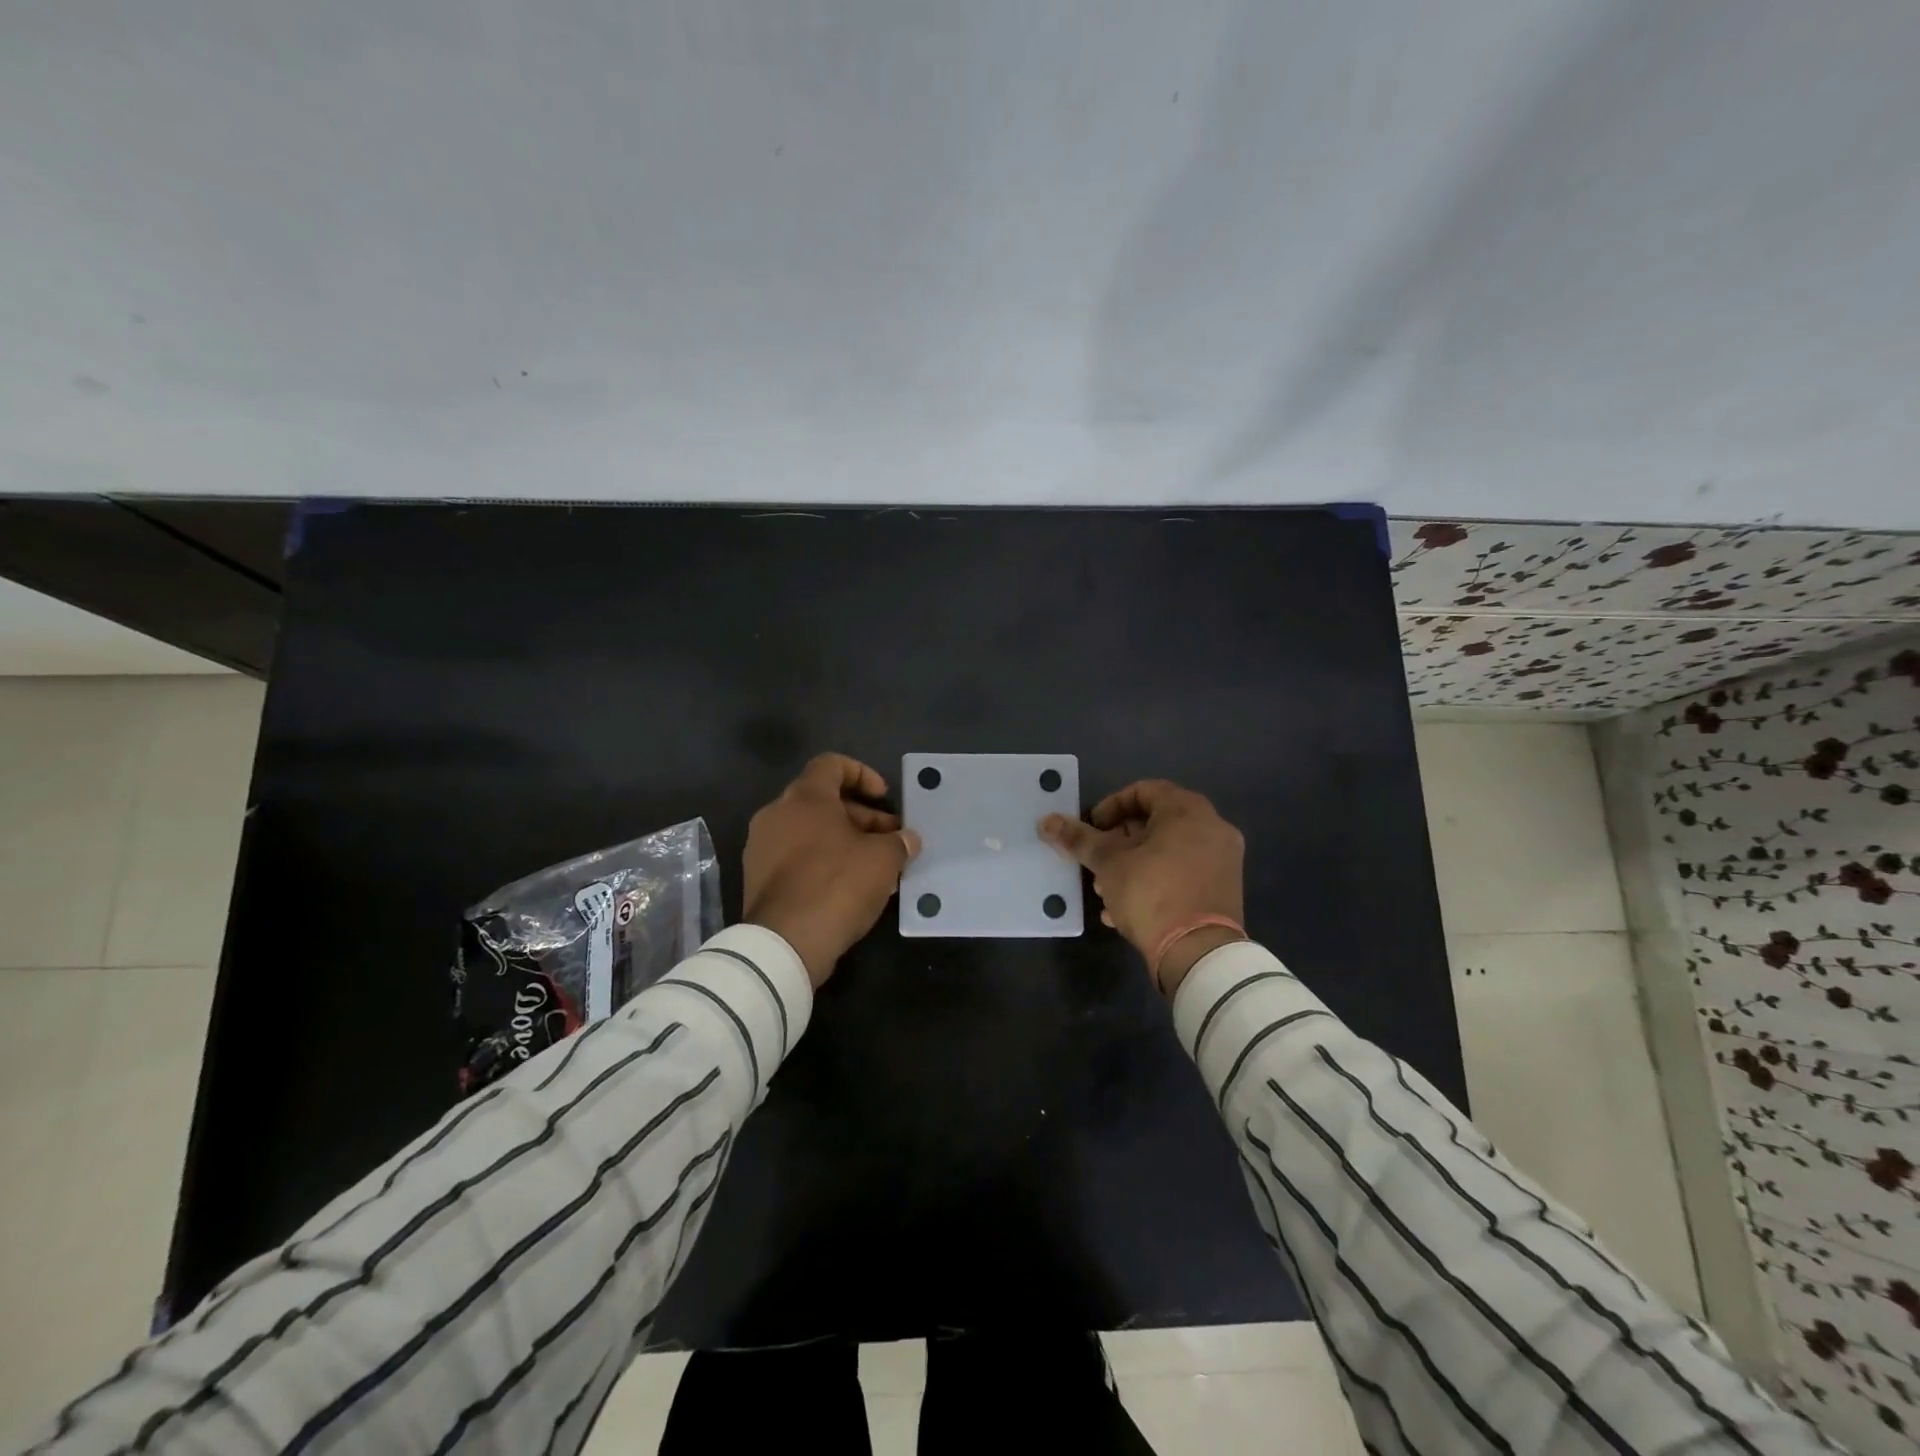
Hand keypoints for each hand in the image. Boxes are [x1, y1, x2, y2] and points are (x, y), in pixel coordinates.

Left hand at [743, 754, 920, 987]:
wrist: (785, 943)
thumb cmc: (837, 884)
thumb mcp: (883, 859)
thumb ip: (898, 842)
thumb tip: (907, 839)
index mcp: (804, 797)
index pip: (831, 764)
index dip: (862, 774)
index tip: (884, 798)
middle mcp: (776, 814)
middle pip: (823, 800)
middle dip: (861, 816)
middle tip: (890, 840)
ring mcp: (762, 847)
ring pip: (810, 831)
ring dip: (844, 841)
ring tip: (876, 867)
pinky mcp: (758, 878)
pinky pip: (796, 857)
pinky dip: (823, 862)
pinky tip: (850, 888)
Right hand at [1040, 779, 1244, 997]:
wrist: (1197, 952)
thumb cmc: (1151, 892)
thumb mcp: (1107, 862)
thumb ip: (1078, 838)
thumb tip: (1047, 821)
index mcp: (1188, 810)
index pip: (1142, 791)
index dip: (1109, 807)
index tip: (1091, 831)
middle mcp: (1212, 827)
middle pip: (1155, 822)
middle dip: (1118, 841)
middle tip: (1096, 862)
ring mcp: (1223, 860)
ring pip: (1168, 851)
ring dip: (1133, 864)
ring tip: (1105, 890)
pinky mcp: (1224, 890)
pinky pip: (1182, 874)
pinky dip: (1155, 882)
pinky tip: (1125, 909)